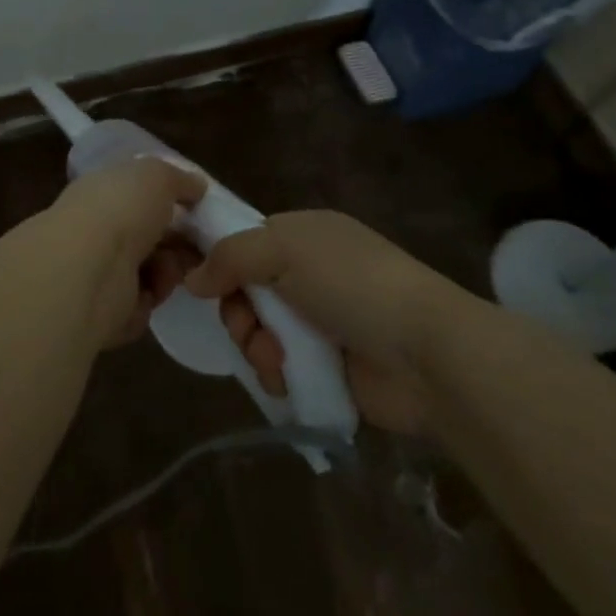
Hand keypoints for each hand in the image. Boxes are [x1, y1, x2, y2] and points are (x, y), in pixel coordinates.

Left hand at [30, 158, 207, 348]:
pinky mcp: (102, 310)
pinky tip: (147, 293)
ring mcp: (98, 270)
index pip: (138, 195)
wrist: (88, 270)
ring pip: (150, 272)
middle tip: (198, 246)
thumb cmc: (120, 209)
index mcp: (103, 191)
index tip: (198, 210)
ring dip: (167, 272)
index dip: (170, 202)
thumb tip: (196, 186)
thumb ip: (179, 179)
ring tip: (166, 271)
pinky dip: (149, 301)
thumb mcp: (157, 175)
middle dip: (177, 242)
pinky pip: (141, 305)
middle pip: (150, 236)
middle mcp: (98, 228)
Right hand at [185, 209, 441, 432]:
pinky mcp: (327, 369)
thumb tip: (192, 277)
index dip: (222, 262)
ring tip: (274, 360)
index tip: (203, 283)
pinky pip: (281, 370)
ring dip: (256, 347)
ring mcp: (319, 323)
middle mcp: (309, 275)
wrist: (423, 352)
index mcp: (304, 236)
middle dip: (239, 313)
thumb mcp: (284, 250)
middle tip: (247, 327)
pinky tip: (286, 379)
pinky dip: (276, 375)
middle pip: (247, 292)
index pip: (247, 242)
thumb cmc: (352, 283)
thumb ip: (231, 256)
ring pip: (260, 333)